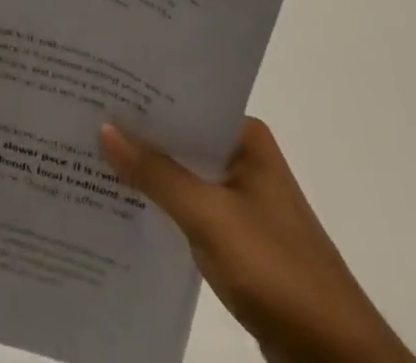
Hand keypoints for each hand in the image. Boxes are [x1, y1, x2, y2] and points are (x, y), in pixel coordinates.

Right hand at [100, 119, 415, 362]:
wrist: (336, 360)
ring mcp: (239, 199)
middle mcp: (242, 158)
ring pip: (180, 173)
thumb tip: (103, 126)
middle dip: (136, 130)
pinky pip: (186, 207)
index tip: (95, 80)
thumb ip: (156, 173)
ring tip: (86, 148)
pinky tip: (119, 200)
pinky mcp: (234, 238)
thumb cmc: (277, 271)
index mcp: (245, 137)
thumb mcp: (210, 218)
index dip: (141, 93)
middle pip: (179, 136)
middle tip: (79, 110)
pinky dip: (158, 203)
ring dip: (144, 169)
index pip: (184, 100)